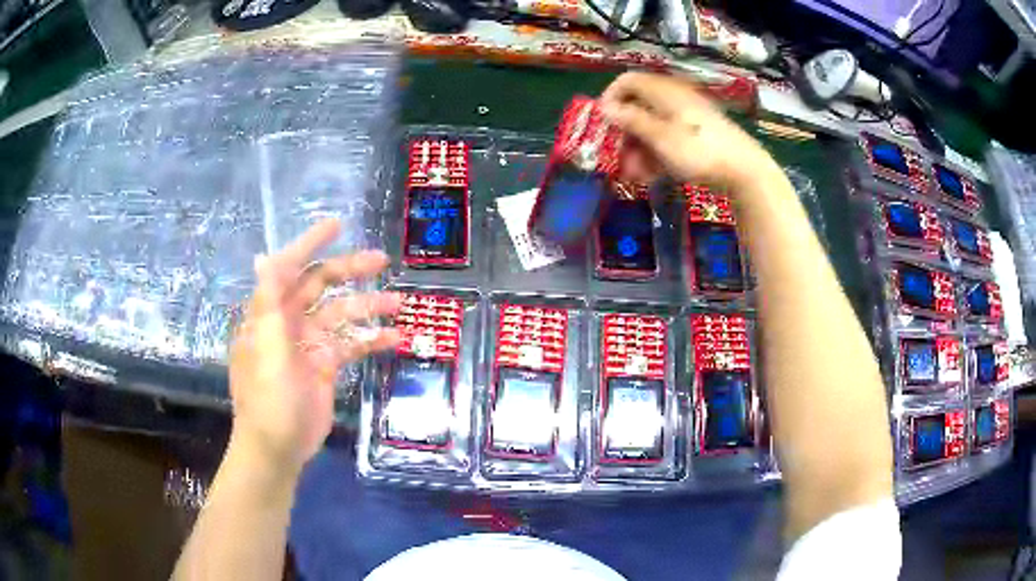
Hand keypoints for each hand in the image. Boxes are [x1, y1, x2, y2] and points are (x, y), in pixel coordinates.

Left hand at [228, 219, 400, 474]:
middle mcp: (288, 322)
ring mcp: (308, 344)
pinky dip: (370, 340)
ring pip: (341, 314)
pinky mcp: (325, 366)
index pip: (289, 268)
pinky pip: (350, 344)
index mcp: (269, 313)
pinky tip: (395, 339)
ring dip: (368, 306)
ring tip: (400, 303)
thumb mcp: (266, 352)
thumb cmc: (267, 402)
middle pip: (321, 285)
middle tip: (382, 261)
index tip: (337, 224)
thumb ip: (268, 305)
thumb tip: (263, 258)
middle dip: (349, 270)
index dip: (310, 243)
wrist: (278, 449)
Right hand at [600, 72, 776, 190]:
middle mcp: (673, 98)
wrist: (744, 170)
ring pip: (652, 126)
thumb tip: (605, 107)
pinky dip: (656, 153)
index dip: (610, 98)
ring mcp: (686, 117)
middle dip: (624, 133)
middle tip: (618, 158)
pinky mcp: (696, 134)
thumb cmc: (699, 150)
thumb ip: (631, 120)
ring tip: (634, 174)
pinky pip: (668, 137)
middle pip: (638, 106)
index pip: (627, 81)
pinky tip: (651, 175)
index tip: (603, 124)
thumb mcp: (660, 137)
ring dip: (638, 149)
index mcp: (663, 91)